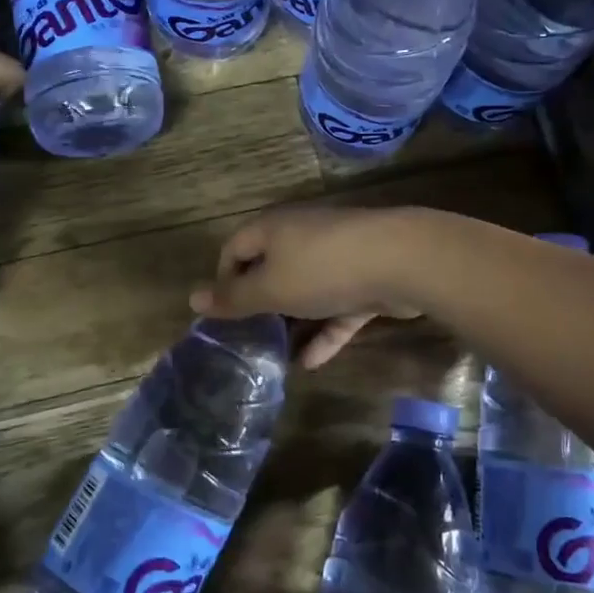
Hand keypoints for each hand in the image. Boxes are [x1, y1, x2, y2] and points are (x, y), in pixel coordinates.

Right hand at [190, 206, 428, 368]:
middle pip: (271, 270)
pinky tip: (311, 363)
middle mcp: (302, 237)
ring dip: (293, 323)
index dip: (223, 280)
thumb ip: (233, 297)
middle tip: (246, 341)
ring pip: (306, 292)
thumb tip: (192, 298)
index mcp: (273, 229)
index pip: (234, 248)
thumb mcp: (269, 288)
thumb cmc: (322, 269)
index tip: (221, 316)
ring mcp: (337, 259)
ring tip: (275, 358)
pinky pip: (336, 309)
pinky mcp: (365, 282)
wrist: (401, 261)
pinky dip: (324, 333)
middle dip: (260, 305)